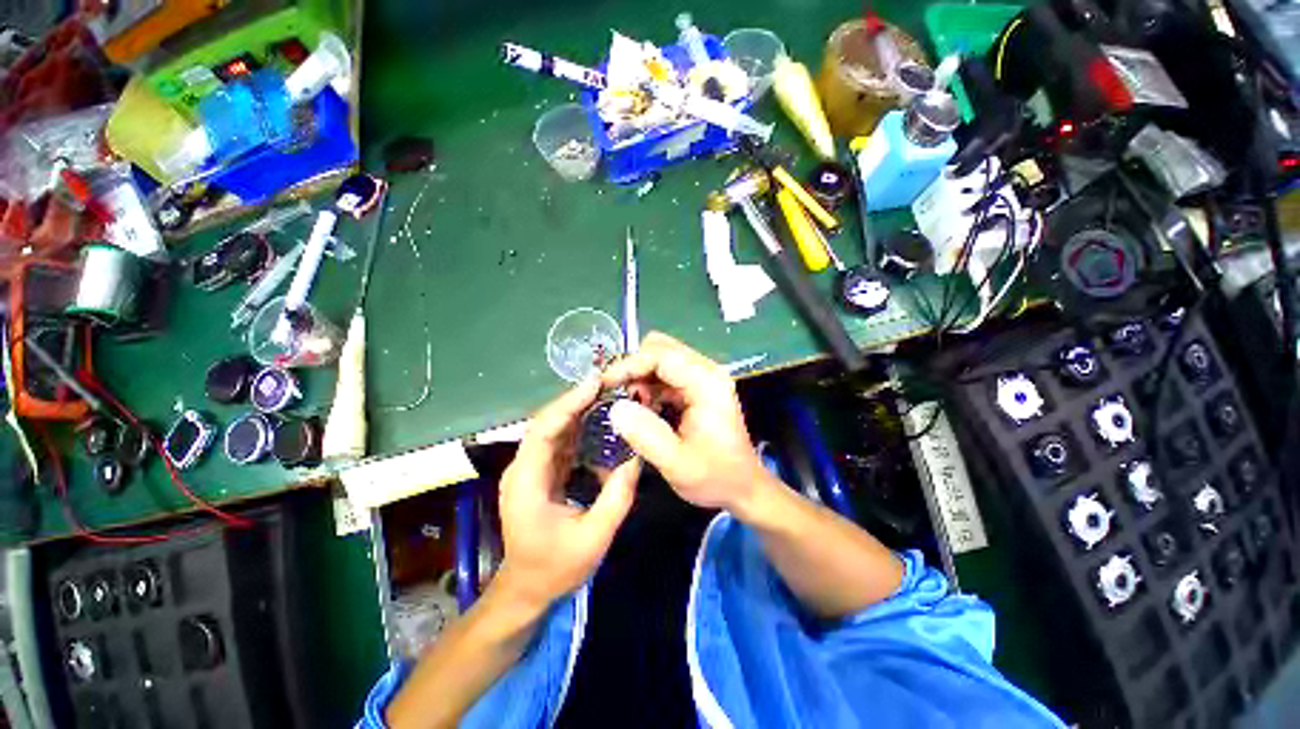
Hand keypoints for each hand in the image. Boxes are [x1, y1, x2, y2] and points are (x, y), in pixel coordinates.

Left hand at [495, 378, 639, 609]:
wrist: (526, 590)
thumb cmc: (555, 568)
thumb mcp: (594, 536)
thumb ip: (617, 496)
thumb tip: (637, 457)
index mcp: (527, 481)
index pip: (544, 429)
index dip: (568, 403)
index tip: (595, 384)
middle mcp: (523, 468)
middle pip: (548, 423)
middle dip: (576, 401)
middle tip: (608, 384)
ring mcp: (530, 470)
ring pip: (554, 429)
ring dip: (578, 411)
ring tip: (607, 396)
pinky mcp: (540, 473)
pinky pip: (560, 443)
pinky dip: (578, 429)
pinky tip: (599, 422)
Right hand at [602, 333, 775, 514]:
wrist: (743, 487)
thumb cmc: (716, 477)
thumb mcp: (677, 464)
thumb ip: (646, 435)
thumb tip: (615, 408)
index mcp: (707, 383)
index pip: (661, 355)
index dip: (629, 365)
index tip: (604, 384)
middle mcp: (706, 372)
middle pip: (660, 349)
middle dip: (633, 369)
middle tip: (615, 395)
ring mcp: (702, 378)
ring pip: (660, 360)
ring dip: (639, 378)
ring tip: (630, 408)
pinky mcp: (696, 388)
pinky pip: (664, 375)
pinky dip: (648, 387)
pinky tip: (644, 410)